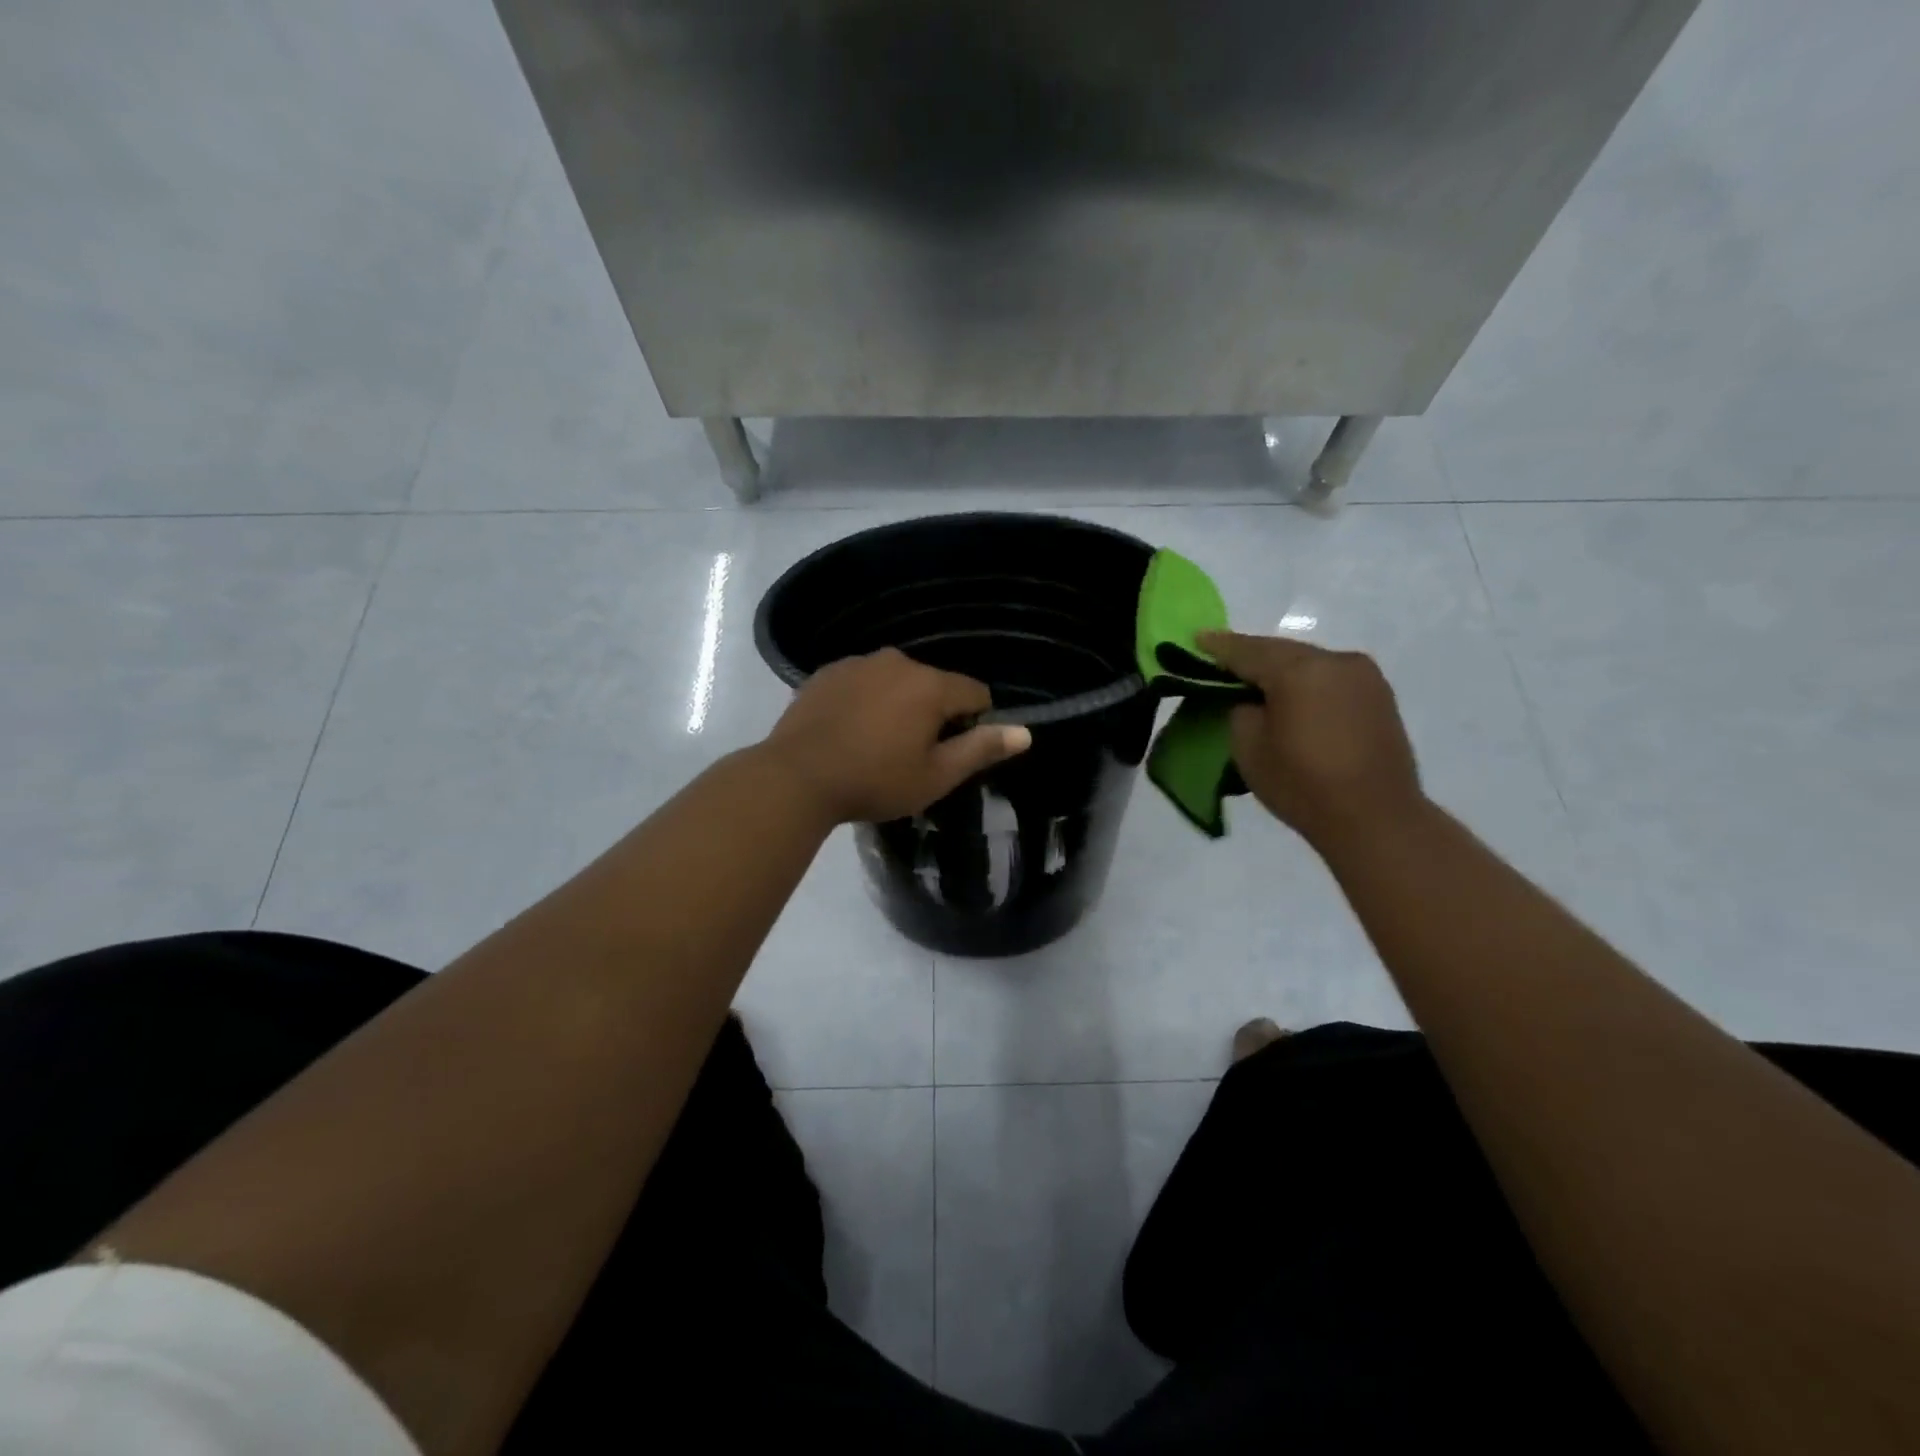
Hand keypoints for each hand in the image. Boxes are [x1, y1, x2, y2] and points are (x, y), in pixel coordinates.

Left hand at [764, 648, 1032, 824]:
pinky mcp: (827, 672)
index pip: (975, 692)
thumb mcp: (935, 776)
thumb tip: (1025, 732)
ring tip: (875, 743)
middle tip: (910, 754)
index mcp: (930, 685)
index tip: (950, 752)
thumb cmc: (874, 781)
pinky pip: (862, 682)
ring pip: (896, 681)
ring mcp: (858, 663)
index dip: (972, 722)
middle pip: (934, 684)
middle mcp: (897, 661)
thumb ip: (981, 749)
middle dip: (932, 713)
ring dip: (897, 704)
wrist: (796, 777)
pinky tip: (848, 730)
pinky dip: (865, 700)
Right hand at [1198, 630, 1425, 851]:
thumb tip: (1252, 700)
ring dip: (1281, 670)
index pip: (1247, 651)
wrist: (1376, 819)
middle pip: (1281, 651)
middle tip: (1223, 663)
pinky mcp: (1379, 696)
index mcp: (1299, 670)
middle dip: (1251, 657)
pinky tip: (1293, 698)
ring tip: (1257, 684)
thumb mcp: (1248, 748)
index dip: (1218, 646)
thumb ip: (1241, 711)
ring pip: (1308, 663)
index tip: (1197, 638)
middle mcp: (1335, 661)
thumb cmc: (1303, 784)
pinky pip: (1329, 678)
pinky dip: (1306, 683)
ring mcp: (1363, 676)